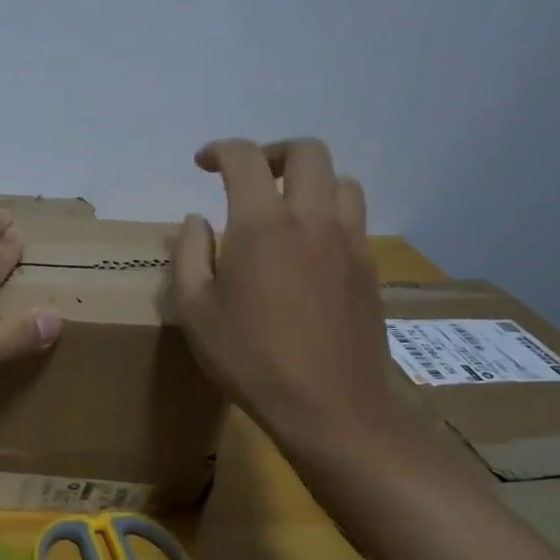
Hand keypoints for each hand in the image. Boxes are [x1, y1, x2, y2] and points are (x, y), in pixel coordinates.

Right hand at [172, 138, 405, 460]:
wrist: (330, 409)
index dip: (221, 150)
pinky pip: (354, 220)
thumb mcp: (194, 310)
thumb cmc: (250, 359)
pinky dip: (330, 215)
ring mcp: (349, 243)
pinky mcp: (370, 270)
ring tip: (285, 209)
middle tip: (250, 176)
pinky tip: (308, 250)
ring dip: (311, 182)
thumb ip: (189, 254)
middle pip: (308, 153)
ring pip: (342, 182)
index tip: (204, 163)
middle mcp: (312, 220)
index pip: (245, 158)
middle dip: (274, 152)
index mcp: (262, 225)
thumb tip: (197, 221)